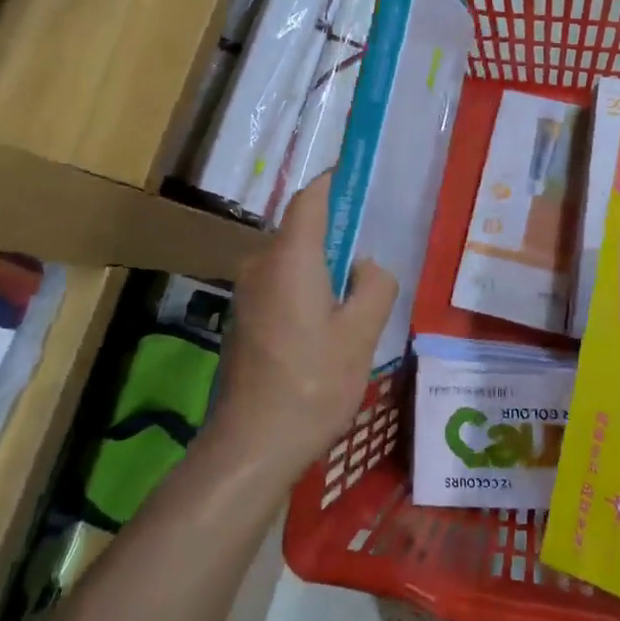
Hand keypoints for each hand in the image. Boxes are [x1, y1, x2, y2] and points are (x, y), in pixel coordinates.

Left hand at [210, 175, 399, 482]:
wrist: (251, 446)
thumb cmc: (311, 384)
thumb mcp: (361, 335)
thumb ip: (375, 286)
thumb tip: (367, 266)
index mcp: (290, 258)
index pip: (310, 198)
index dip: (335, 181)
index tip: (362, 175)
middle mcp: (261, 265)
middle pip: (301, 229)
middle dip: (337, 228)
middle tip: (376, 242)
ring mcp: (247, 293)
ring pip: (292, 260)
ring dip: (323, 263)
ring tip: (358, 285)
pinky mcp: (243, 319)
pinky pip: (281, 284)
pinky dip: (306, 285)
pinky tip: (329, 317)